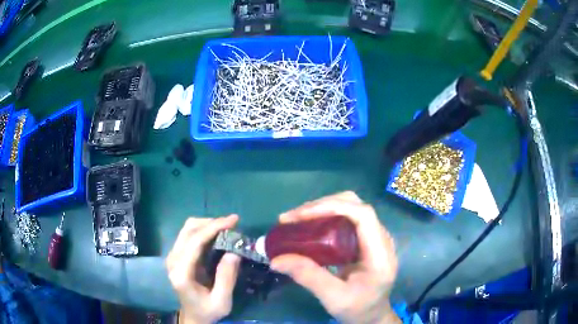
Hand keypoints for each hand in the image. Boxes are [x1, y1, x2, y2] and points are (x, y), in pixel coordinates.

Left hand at [166, 215, 240, 323]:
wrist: (193, 316)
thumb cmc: (208, 311)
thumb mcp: (222, 301)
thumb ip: (227, 278)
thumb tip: (233, 251)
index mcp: (181, 273)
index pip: (195, 242)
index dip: (214, 227)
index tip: (234, 220)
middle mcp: (173, 260)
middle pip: (188, 230)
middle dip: (212, 223)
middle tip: (233, 224)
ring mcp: (173, 256)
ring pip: (187, 228)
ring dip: (207, 224)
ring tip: (227, 228)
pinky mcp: (177, 255)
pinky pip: (189, 235)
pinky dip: (204, 230)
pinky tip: (217, 234)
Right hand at [271, 192, 399, 323]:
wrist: (372, 315)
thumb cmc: (358, 308)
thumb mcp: (333, 298)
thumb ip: (308, 277)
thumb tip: (276, 260)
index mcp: (380, 253)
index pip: (362, 215)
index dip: (332, 207)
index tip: (300, 217)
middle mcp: (381, 238)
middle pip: (354, 204)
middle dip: (322, 206)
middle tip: (292, 218)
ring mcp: (374, 237)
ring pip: (349, 208)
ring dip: (321, 209)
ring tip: (295, 221)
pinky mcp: (365, 240)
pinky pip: (346, 219)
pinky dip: (325, 218)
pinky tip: (308, 228)